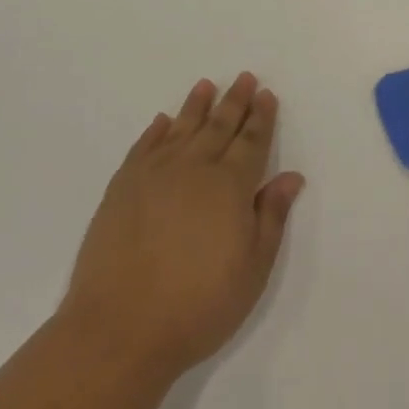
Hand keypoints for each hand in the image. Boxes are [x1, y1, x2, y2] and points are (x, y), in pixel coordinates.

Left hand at [61, 73, 303, 379]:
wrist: (118, 330)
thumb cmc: (197, 306)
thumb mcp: (252, 269)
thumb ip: (271, 217)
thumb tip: (290, 176)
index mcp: (230, 186)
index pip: (251, 141)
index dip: (261, 118)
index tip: (267, 95)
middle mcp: (194, 168)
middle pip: (219, 126)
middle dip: (235, 101)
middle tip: (245, 78)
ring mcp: (154, 175)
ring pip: (181, 128)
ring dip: (197, 106)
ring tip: (206, 85)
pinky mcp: (122, 188)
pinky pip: (144, 147)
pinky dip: (156, 131)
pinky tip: (162, 122)